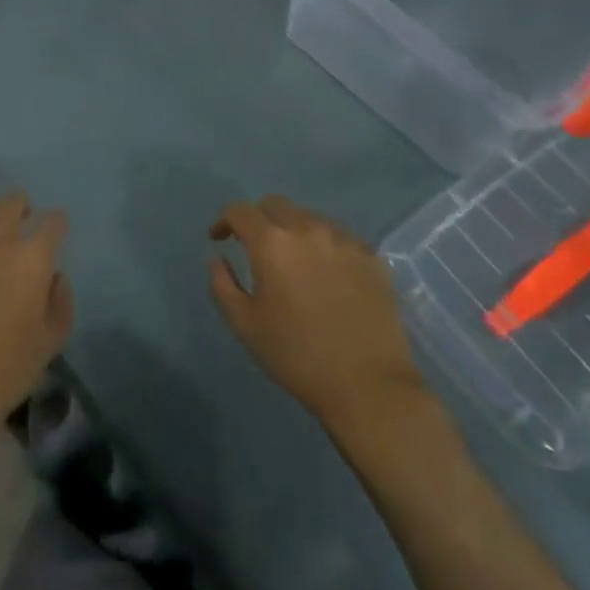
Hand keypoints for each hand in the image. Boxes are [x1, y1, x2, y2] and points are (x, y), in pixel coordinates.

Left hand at [0, 193, 73, 449]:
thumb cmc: (7, 372)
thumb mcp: (51, 342)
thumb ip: (60, 301)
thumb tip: (53, 276)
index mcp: (32, 261)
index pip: (52, 223)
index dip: (56, 223)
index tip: (55, 230)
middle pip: (12, 203)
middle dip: (21, 206)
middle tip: (20, 219)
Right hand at [209, 196, 430, 433]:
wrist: (367, 383)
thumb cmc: (296, 355)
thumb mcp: (245, 325)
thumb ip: (223, 284)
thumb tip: (218, 258)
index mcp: (272, 243)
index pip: (240, 211)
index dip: (224, 220)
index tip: (220, 239)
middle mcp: (307, 228)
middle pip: (275, 205)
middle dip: (258, 219)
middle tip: (254, 247)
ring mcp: (343, 239)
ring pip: (309, 218)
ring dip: (292, 231)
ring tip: (292, 262)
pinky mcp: (371, 255)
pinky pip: (338, 237)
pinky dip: (323, 245)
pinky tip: (325, 274)